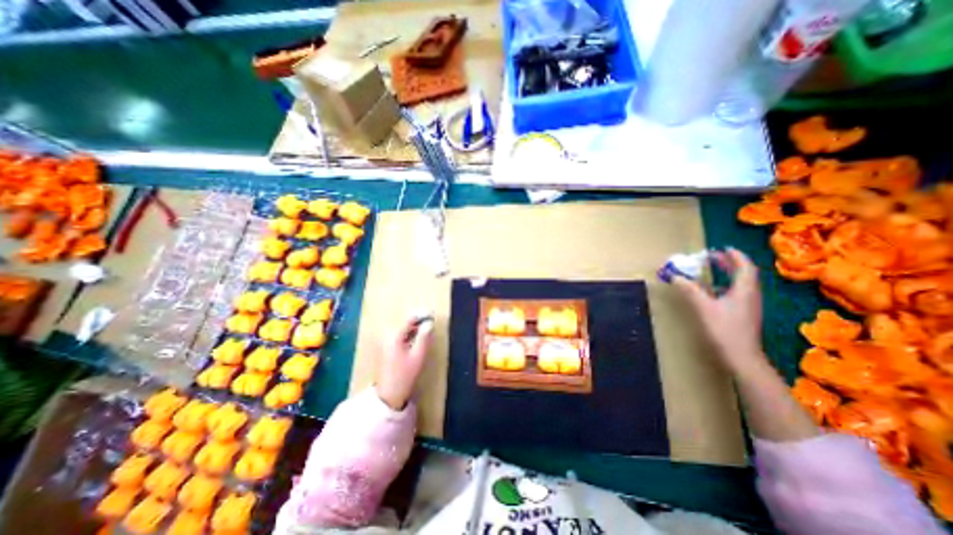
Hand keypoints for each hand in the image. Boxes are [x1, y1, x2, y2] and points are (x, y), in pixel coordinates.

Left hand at [377, 316, 434, 412]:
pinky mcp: (386, 347)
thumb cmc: (405, 374)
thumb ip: (424, 337)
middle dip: (418, 321)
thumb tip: (429, 323)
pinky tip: (417, 338)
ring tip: (427, 328)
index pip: (410, 319)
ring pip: (403, 328)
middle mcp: (387, 335)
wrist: (389, 393)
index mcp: (394, 336)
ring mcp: (385, 341)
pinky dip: (409, 334)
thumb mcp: (418, 355)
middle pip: (405, 322)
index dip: (422, 315)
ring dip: (414, 327)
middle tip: (431, 321)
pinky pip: (400, 335)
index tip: (433, 313)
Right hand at [673, 247, 763, 370]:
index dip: (735, 256)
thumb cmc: (724, 329)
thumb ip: (689, 290)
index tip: (722, 248)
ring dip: (729, 274)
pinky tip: (713, 291)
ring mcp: (748, 306)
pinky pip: (737, 293)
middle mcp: (750, 295)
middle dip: (730, 263)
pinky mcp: (744, 314)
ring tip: (714, 269)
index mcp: (744, 290)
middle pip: (744, 274)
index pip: (744, 267)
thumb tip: (674, 276)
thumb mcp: (703, 307)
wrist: (740, 357)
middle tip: (714, 257)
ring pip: (742, 284)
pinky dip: (726, 285)